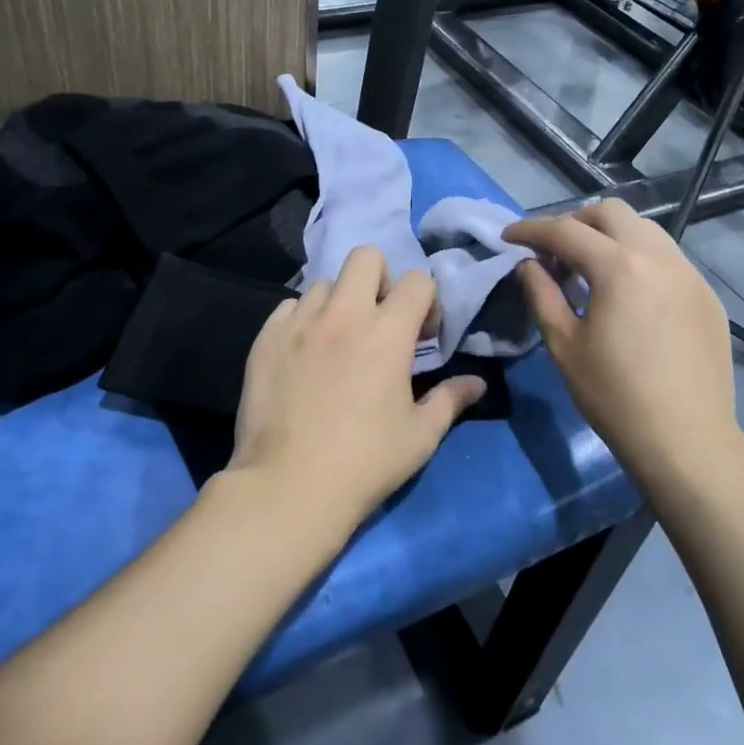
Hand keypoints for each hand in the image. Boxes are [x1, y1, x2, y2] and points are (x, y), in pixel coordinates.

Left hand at [225, 246, 484, 543]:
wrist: (288, 487)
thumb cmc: (365, 463)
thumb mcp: (420, 436)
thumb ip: (450, 400)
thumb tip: (477, 383)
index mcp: (387, 332)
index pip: (417, 280)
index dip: (427, 301)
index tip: (423, 334)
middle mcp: (343, 314)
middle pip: (366, 256)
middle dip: (381, 279)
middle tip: (380, 320)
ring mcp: (299, 323)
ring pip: (323, 282)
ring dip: (339, 302)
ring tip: (338, 339)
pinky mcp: (266, 338)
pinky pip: (289, 307)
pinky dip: (303, 319)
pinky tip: (305, 352)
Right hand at [503, 200, 743, 493]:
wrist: (686, 440)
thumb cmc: (614, 395)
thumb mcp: (564, 345)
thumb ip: (541, 294)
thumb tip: (528, 265)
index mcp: (620, 267)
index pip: (566, 230)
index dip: (531, 230)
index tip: (508, 237)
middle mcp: (660, 257)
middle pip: (610, 213)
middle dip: (574, 222)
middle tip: (552, 253)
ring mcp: (690, 274)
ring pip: (644, 230)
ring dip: (609, 237)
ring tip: (589, 270)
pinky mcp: (706, 295)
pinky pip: (667, 257)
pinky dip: (638, 258)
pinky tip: (627, 295)